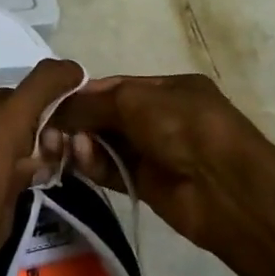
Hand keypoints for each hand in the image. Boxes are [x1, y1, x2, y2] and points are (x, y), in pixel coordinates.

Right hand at [49, 73, 271, 259]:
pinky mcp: (146, 185)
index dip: (83, 93)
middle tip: (49, 128)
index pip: (115, 86)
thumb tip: (56, 111)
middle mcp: (160, 117)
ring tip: (63, 146)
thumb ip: (91, 103)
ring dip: (83, 143)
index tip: (52, 101)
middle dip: (79, 120)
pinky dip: (93, 164)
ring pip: (106, 144)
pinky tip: (79, 160)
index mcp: (167, 88)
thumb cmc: (184, 126)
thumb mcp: (134, 100)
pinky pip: (111, 170)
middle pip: (107, 115)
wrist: (225, 189)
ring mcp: (155, 152)